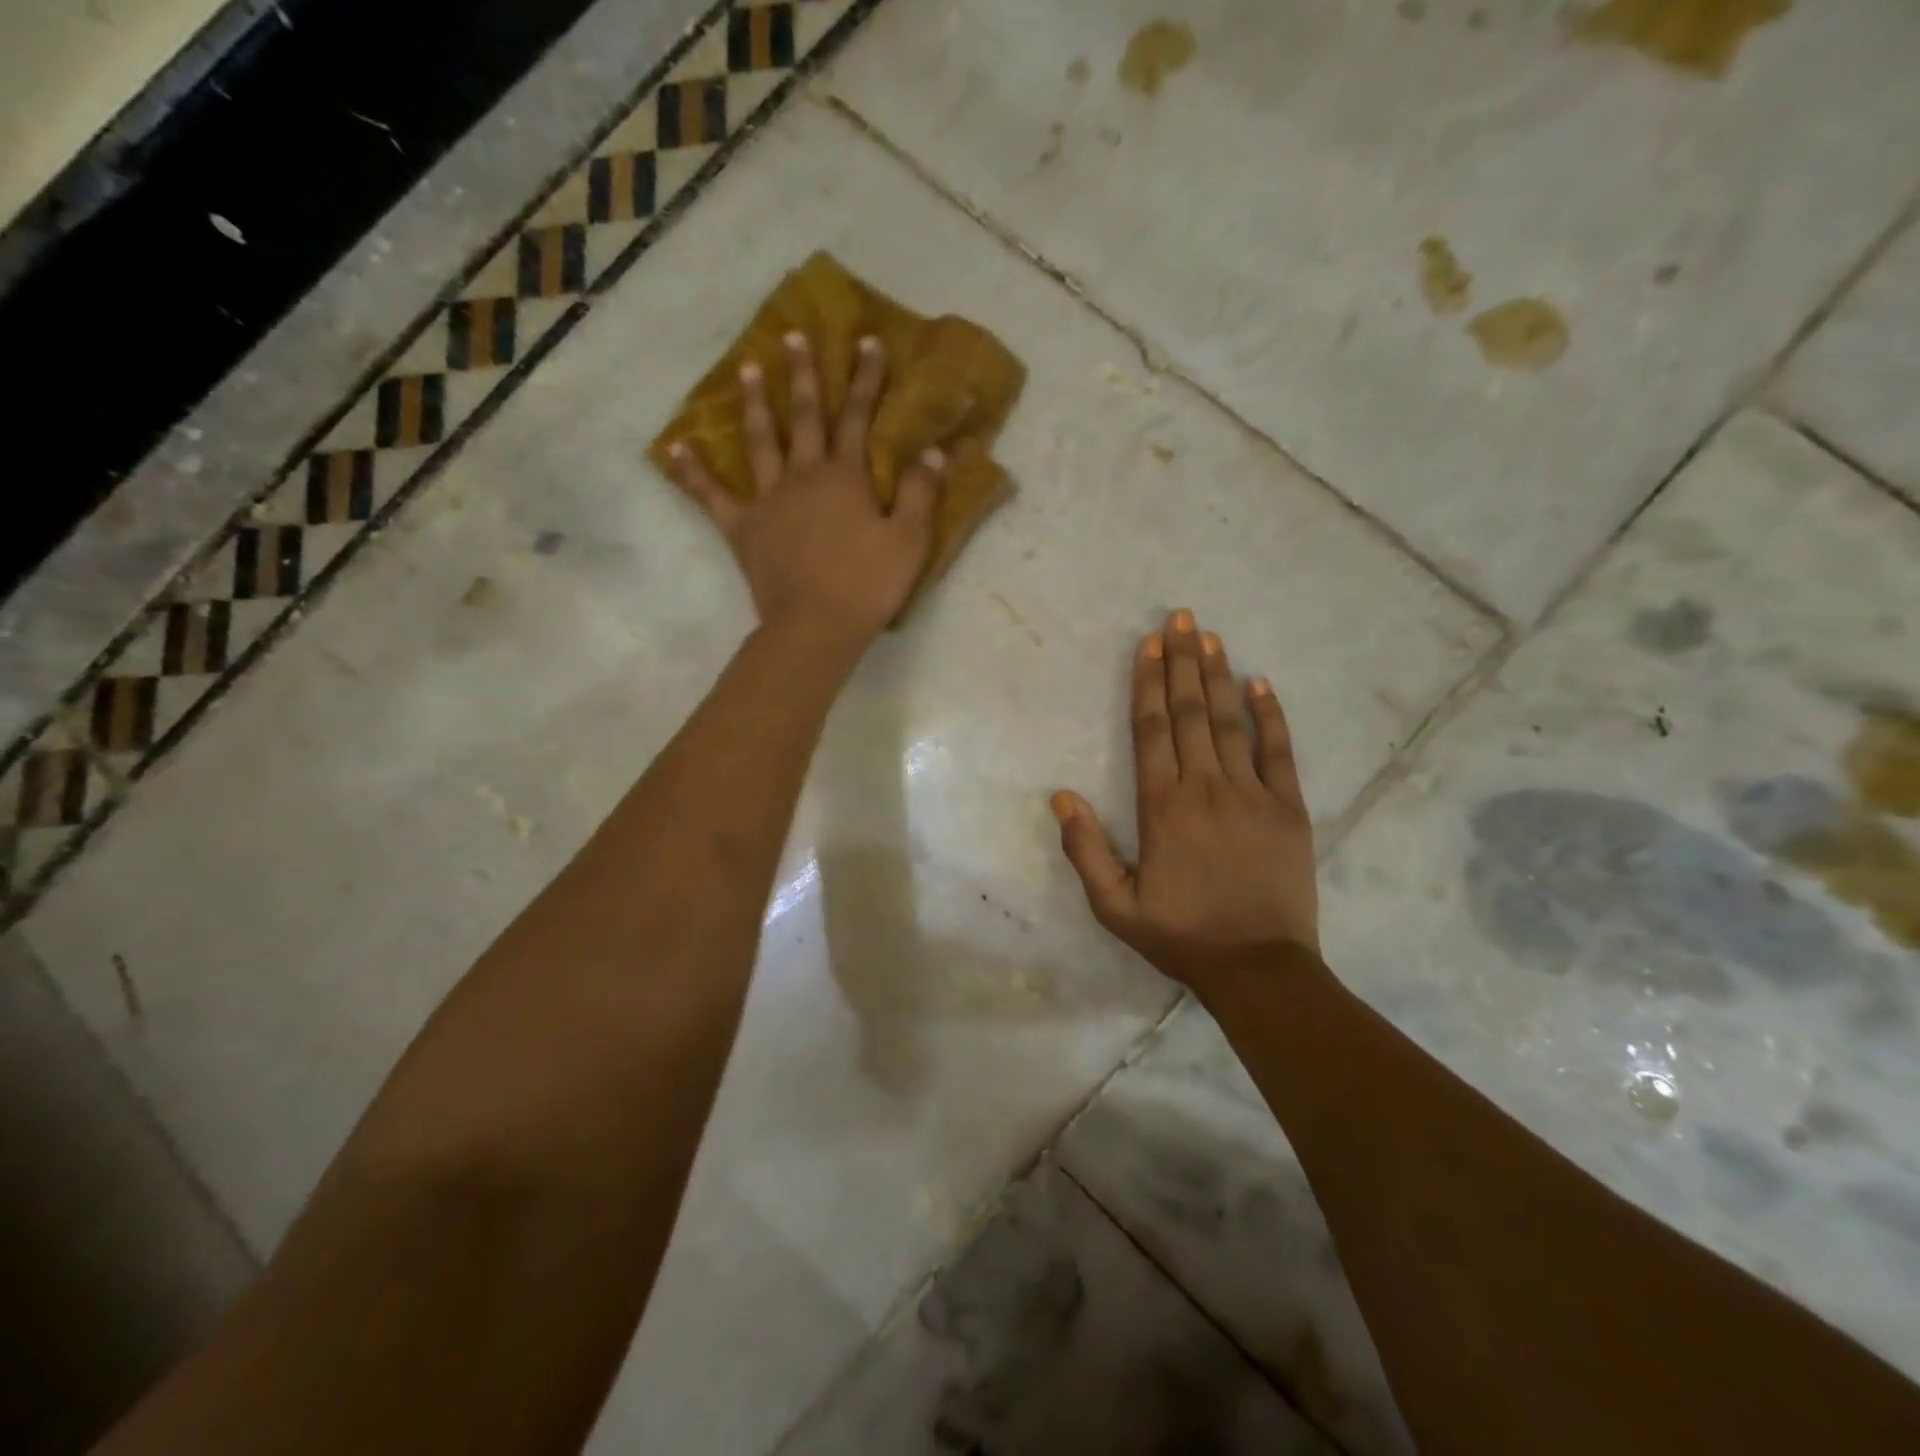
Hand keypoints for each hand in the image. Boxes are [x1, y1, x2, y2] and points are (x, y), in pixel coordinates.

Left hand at [665, 331, 946, 650]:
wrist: (816, 626)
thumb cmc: (868, 585)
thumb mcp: (909, 541)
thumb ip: (921, 493)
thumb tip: (934, 451)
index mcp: (845, 477)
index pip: (857, 417)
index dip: (866, 379)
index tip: (868, 342)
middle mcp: (803, 476)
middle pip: (803, 417)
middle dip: (802, 374)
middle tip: (793, 336)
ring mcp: (768, 500)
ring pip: (759, 442)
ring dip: (754, 404)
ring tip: (745, 370)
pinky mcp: (742, 528)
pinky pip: (711, 495)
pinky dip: (693, 472)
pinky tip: (677, 448)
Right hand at [1052, 610, 1318, 993]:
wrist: (1259, 968)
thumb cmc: (1182, 936)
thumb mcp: (1115, 906)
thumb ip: (1085, 850)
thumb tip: (1061, 797)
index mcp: (1162, 807)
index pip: (1151, 731)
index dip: (1148, 683)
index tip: (1148, 644)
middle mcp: (1205, 788)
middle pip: (1189, 713)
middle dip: (1181, 662)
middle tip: (1179, 617)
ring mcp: (1252, 794)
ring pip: (1229, 722)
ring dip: (1217, 676)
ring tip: (1208, 636)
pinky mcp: (1289, 808)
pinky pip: (1280, 750)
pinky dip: (1270, 714)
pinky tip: (1260, 683)